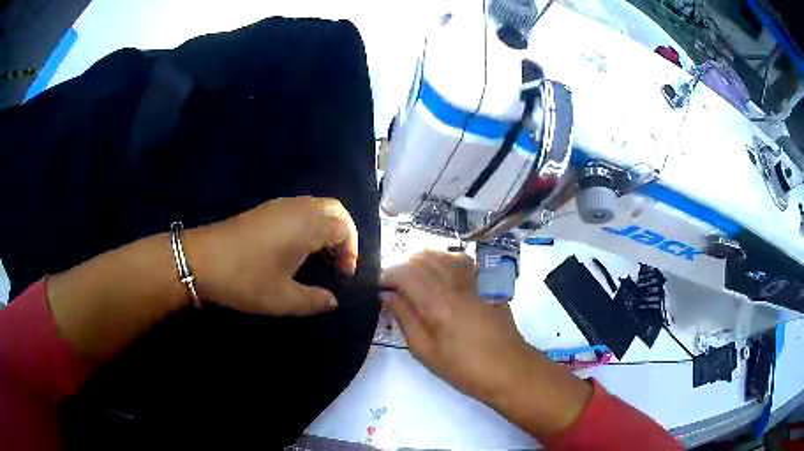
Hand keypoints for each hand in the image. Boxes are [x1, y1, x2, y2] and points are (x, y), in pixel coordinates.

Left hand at [187, 196, 357, 315]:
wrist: (201, 260)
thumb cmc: (245, 279)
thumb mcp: (282, 299)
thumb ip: (314, 301)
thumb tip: (332, 301)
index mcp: (306, 226)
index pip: (343, 227)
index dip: (351, 251)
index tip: (343, 275)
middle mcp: (297, 208)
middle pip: (334, 209)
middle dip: (344, 233)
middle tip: (338, 261)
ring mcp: (279, 206)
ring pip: (316, 206)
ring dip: (326, 228)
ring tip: (320, 257)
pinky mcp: (265, 210)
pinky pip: (299, 209)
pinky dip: (309, 224)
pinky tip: (297, 249)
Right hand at [379, 251, 535, 402]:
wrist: (508, 368)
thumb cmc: (464, 367)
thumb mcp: (425, 351)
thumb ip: (405, 318)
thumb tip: (386, 295)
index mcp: (436, 302)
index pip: (404, 273)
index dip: (387, 275)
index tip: (378, 288)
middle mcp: (454, 284)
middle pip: (422, 260)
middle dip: (402, 268)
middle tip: (394, 287)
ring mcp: (473, 281)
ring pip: (442, 255)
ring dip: (422, 262)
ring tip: (414, 279)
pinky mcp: (486, 283)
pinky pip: (462, 260)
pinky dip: (445, 260)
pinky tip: (442, 274)